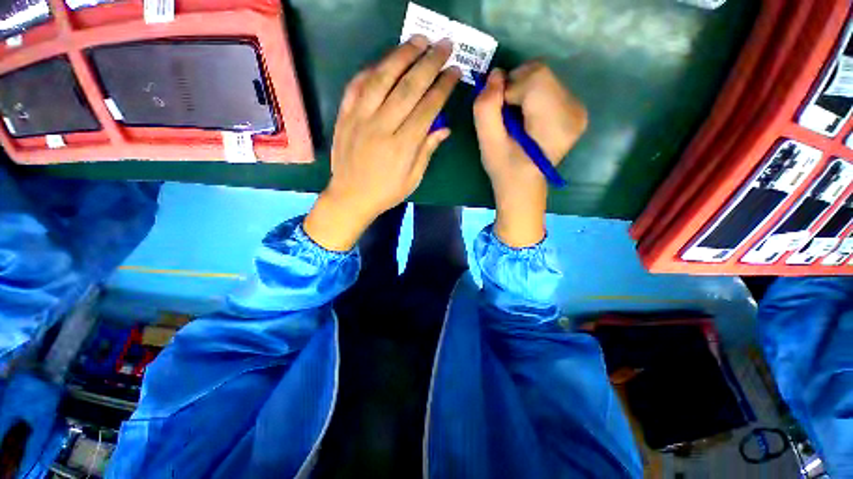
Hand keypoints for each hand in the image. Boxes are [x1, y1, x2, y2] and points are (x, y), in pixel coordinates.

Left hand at [304, 36, 460, 250]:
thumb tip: (444, 128)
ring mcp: (359, 118)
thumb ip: (427, 151)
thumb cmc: (386, 192)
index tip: (454, 72)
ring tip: (418, 41)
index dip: (442, 88)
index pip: (427, 109)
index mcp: (402, 146)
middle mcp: (381, 127)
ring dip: (401, 56)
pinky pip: (356, 85)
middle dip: (429, 63)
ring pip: (382, 79)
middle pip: (408, 88)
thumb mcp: (413, 179)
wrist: (350, 197)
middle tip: (444, 46)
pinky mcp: (344, 116)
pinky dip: (371, 70)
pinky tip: (384, 61)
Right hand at [473, 62, 587, 246]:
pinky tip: (528, 118)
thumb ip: (486, 108)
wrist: (524, 186)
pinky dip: (532, 95)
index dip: (510, 88)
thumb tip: (495, 75)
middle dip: (516, 87)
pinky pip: (549, 86)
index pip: (535, 76)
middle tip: (506, 116)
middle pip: (541, 72)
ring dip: (523, 91)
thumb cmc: (505, 168)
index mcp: (556, 122)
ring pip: (544, 77)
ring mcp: (578, 110)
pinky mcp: (576, 110)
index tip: (501, 113)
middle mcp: (575, 111)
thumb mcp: (488, 143)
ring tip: (517, 120)